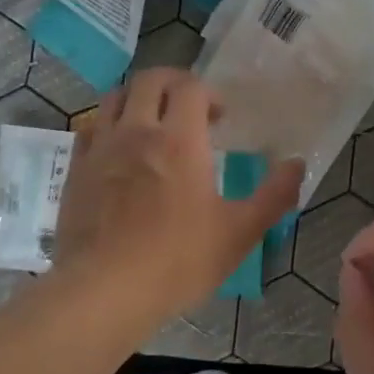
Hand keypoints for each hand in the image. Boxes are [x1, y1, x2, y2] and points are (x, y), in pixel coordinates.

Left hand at [53, 69, 302, 326]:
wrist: (103, 292)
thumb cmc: (178, 260)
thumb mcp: (240, 232)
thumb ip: (274, 195)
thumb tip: (297, 164)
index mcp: (180, 140)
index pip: (190, 87)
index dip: (209, 93)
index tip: (220, 118)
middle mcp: (137, 132)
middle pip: (150, 80)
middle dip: (174, 84)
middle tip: (190, 109)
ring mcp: (101, 149)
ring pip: (115, 98)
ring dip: (139, 99)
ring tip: (154, 123)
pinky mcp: (76, 171)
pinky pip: (90, 129)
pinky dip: (109, 126)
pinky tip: (120, 151)